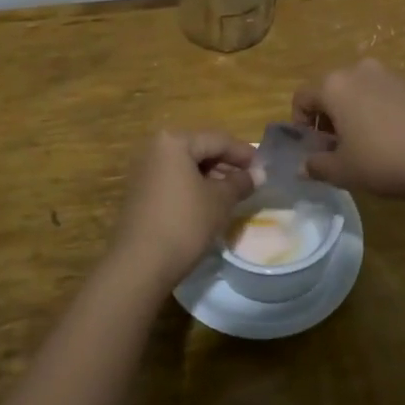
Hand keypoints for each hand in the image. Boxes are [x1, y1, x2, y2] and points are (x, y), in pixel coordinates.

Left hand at [110, 130, 256, 285]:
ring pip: (186, 166)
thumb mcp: (220, 200)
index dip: (244, 153)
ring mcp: (144, 170)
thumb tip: (258, 174)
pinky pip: (174, 180)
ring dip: (211, 177)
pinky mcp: (140, 191)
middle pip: (200, 150)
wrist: (140, 264)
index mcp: (174, 141)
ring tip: (234, 194)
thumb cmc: (185, 223)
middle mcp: (155, 149)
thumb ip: (240, 182)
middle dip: (227, 164)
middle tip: (250, 181)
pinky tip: (210, 203)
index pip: (218, 140)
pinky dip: (194, 186)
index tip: (263, 167)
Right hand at [293, 59, 404, 201]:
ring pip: (360, 92)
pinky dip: (380, 114)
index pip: (302, 97)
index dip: (300, 124)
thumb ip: (317, 166)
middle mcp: (359, 71)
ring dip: (355, 115)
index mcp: (334, 85)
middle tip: (337, 149)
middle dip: (328, 119)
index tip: (311, 149)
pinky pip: (385, 97)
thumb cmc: (384, 160)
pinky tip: (394, 142)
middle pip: (331, 91)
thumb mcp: (344, 171)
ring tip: (367, 147)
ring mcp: (390, 75)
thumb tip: (302, 167)